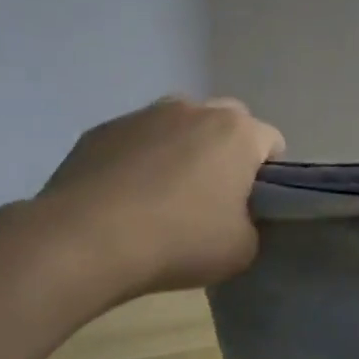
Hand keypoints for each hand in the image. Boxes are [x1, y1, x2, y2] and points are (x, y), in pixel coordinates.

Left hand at [38, 96, 283, 297]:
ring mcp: (143, 115)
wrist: (87, 239)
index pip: (271, 142)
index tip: (254, 206)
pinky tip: (124, 199)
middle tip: (213, 199)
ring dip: (181, 151)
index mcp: (237, 132)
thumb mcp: (242, 249)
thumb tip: (235, 216)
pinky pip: (135, 141)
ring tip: (163, 198)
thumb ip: (252, 224)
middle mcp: (193, 109)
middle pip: (226, 123)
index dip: (269, 175)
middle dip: (227, 153)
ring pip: (178, 126)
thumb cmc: (179, 240)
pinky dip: (139, 161)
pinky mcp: (101, 129)